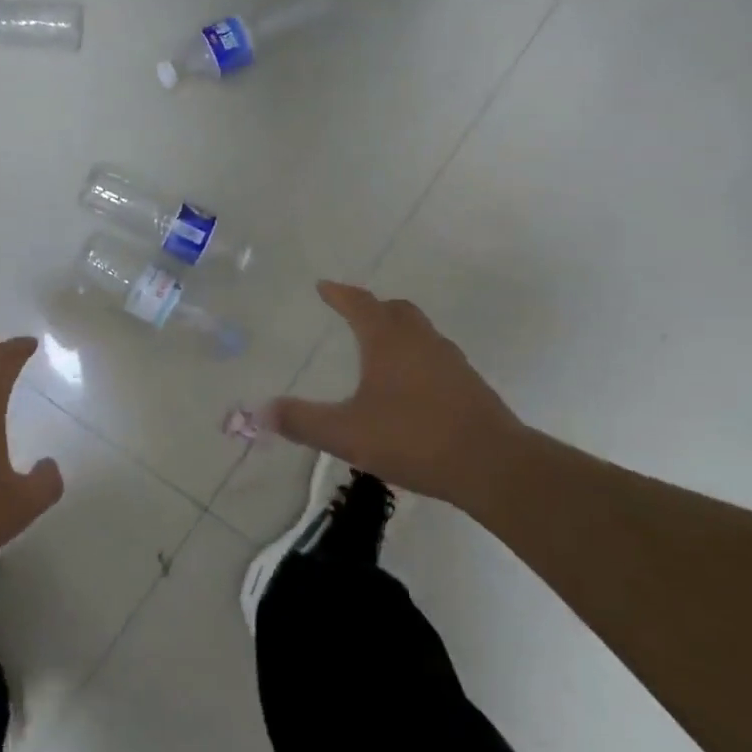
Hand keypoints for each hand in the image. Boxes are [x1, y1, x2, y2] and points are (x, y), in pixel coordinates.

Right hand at [265, 282, 527, 503]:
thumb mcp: (346, 433)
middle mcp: (421, 341)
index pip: (361, 304)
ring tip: (379, 349)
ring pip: (420, 332)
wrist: (491, 465)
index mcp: (388, 341)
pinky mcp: (469, 385)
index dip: (340, 294)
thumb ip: (301, 421)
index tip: (324, 286)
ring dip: (397, 331)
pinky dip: (417, 356)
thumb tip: (260, 411)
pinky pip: (435, 356)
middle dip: (373, 307)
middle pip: (396, 310)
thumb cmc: (413, 438)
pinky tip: (410, 386)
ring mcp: (450, 361)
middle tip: (354, 313)